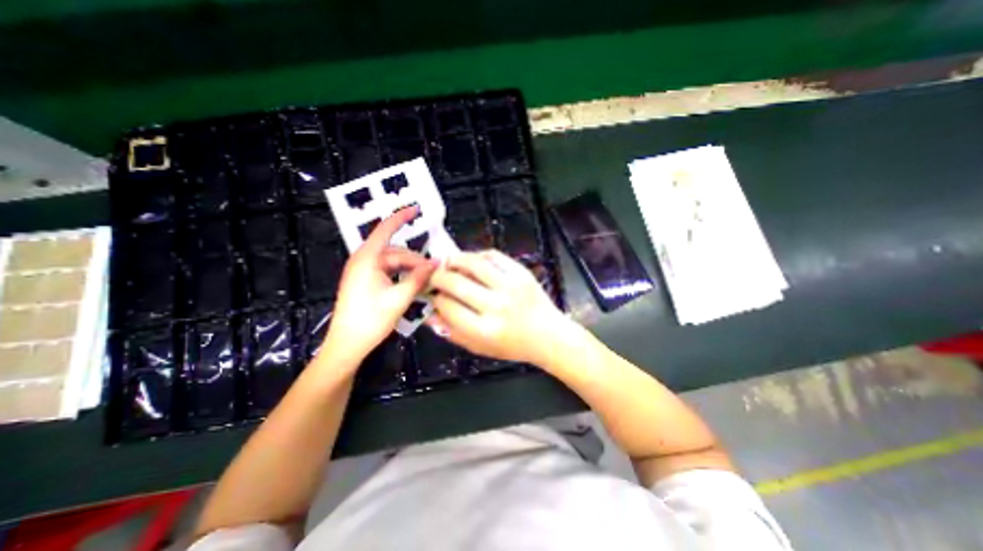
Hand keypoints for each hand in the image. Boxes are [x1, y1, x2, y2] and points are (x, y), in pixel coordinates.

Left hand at [322, 209, 434, 366]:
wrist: (347, 345)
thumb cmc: (370, 320)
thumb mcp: (398, 298)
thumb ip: (418, 278)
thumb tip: (436, 264)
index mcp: (367, 259)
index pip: (385, 230)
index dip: (401, 218)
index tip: (416, 209)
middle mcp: (363, 261)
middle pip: (395, 252)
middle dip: (416, 259)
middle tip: (435, 271)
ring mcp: (363, 271)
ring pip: (393, 262)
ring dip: (411, 268)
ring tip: (427, 279)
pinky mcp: (365, 281)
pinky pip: (388, 271)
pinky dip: (403, 275)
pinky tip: (414, 283)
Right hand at [427, 250, 573, 365]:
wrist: (549, 335)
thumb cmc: (513, 346)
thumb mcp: (479, 348)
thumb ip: (452, 332)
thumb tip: (429, 314)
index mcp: (484, 330)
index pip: (447, 306)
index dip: (436, 298)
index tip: (435, 296)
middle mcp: (496, 305)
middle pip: (455, 282)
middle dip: (438, 277)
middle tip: (435, 276)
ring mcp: (510, 285)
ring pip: (473, 263)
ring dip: (455, 260)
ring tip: (448, 262)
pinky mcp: (521, 272)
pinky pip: (493, 255)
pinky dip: (478, 255)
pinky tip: (473, 261)